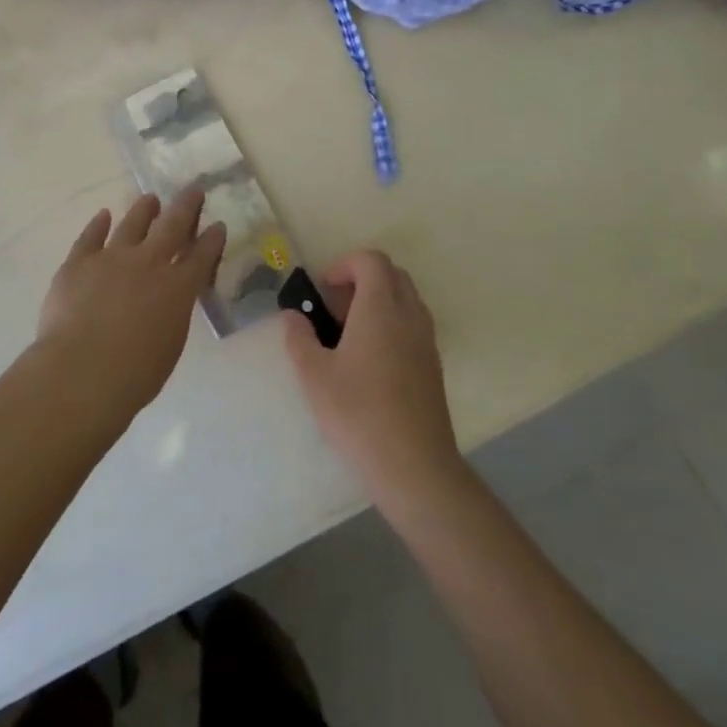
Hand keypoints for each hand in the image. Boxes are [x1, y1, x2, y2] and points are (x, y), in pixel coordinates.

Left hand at [32, 192, 226, 424]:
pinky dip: (98, 224)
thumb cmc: (134, 375)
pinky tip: (103, 215)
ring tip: (150, 198)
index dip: (212, 239)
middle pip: (172, 226)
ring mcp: (111, 258)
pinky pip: (90, 237)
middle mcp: (148, 263)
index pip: (201, 256)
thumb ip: (173, 314)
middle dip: (186, 207)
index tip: (218, 224)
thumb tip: (168, 300)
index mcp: (177, 288)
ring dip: (144, 209)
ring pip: (132, 224)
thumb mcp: (170, 344)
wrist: (81, 372)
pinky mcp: (78, 262)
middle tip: (193, 190)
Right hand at [283, 250, 461, 501]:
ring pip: (406, 299)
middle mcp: (409, 315)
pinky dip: (392, 325)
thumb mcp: (314, 376)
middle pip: (392, 274)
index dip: (344, 264)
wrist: (415, 467)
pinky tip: (370, 362)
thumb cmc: (359, 413)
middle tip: (335, 308)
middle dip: (361, 279)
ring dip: (378, 302)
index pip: (371, 260)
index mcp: (381, 308)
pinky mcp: (434, 366)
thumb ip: (299, 338)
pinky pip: (413, 325)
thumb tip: (293, 317)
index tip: (323, 289)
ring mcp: (426, 341)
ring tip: (349, 335)